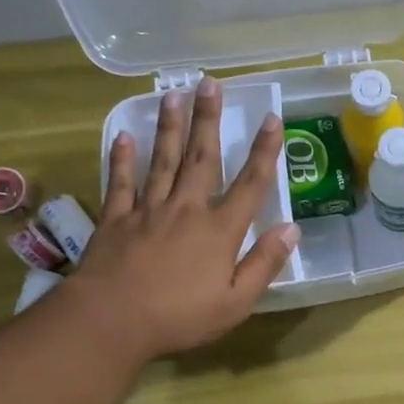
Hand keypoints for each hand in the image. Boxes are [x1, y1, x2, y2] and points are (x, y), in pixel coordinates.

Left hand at [69, 76, 297, 359]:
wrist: (111, 320)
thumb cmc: (180, 317)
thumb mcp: (237, 301)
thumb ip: (264, 263)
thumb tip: (292, 228)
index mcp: (220, 230)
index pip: (250, 183)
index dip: (264, 150)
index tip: (272, 118)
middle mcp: (186, 209)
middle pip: (201, 157)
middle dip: (208, 119)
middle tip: (210, 83)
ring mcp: (147, 210)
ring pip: (162, 160)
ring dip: (169, 126)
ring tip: (173, 94)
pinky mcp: (116, 219)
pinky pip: (120, 182)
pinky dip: (122, 158)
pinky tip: (124, 136)